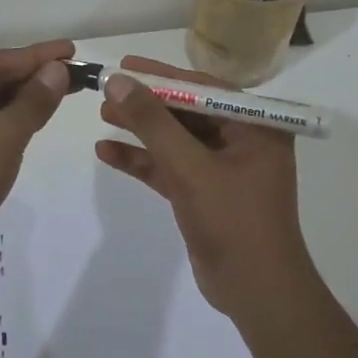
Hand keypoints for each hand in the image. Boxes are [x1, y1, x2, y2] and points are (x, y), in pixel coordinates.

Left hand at [0, 39, 75, 275]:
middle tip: (75, 73)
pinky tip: (35, 121)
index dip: (37, 56)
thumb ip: (33, 100)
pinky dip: (10, 124)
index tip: (71, 50)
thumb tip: (57, 70)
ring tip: (64, 92)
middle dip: (33, 77)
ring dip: (24, 101)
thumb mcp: (3, 135)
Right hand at [94, 56, 317, 317]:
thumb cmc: (233, 220)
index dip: (161, 76)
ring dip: (141, 130)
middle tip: (106, 90)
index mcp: (255, 127)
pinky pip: (170, 168)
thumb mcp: (190, 167)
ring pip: (175, 141)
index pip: (203, 89)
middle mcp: (242, 141)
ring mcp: (222, 170)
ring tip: (102, 115)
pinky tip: (107, 152)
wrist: (256, 291)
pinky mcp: (204, 195)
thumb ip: (152, 123)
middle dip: (147, 104)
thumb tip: (118, 81)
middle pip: (186, 113)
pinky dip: (142, 161)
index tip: (125, 65)